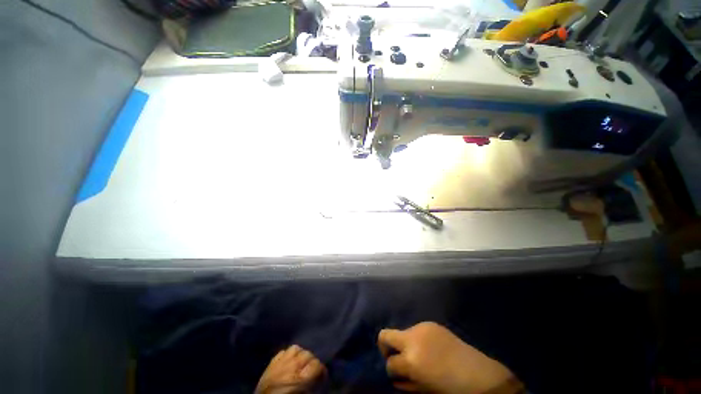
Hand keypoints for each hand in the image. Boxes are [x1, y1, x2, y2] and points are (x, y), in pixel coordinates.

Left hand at [255, 345, 325, 393]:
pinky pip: (283, 351)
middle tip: (311, 372)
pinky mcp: (271, 363)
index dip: (321, 371)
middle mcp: (291, 366)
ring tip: (300, 364)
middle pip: (308, 354)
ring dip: (300, 355)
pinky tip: (289, 362)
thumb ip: (312, 384)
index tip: (322, 376)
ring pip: (296, 348)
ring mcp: (280, 362)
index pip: (317, 364)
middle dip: (311, 362)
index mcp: (300, 378)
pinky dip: (288, 355)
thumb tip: (319, 377)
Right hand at [378, 322, 522, 393]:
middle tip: (394, 356)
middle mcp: (412, 339)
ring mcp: (421, 328)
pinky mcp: (430, 323)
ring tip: (420, 354)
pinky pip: (417, 330)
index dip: (391, 370)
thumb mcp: (424, 390)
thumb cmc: (450, 388)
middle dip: (384, 346)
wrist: (477, 373)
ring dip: (406, 343)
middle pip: (385, 334)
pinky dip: (417, 339)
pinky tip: (429, 347)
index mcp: (411, 360)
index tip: (397, 373)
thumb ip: (406, 384)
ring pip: (402, 332)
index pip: (389, 363)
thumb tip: (395, 378)